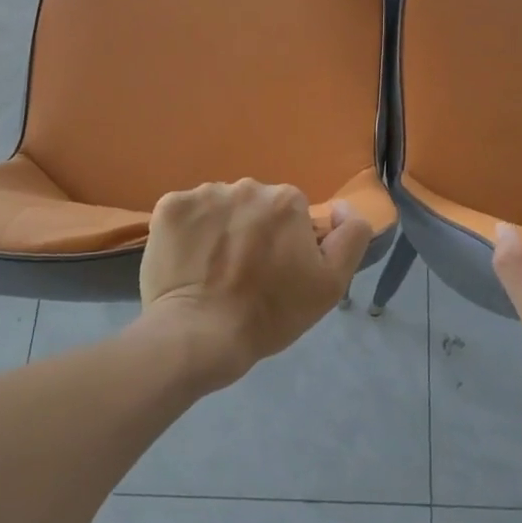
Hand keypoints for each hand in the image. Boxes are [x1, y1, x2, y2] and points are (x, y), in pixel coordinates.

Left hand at [137, 179, 374, 389]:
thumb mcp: (331, 284)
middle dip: (251, 230)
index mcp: (287, 200)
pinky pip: (186, 212)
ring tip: (211, 270)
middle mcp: (248, 186)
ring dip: (219, 229)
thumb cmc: (270, 313)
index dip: (284, 242)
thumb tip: (340, 206)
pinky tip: (187, 261)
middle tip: (242, 273)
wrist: (200, 336)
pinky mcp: (170, 206)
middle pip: (254, 205)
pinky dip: (187, 232)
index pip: (290, 214)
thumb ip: (350, 236)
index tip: (274, 271)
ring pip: (220, 207)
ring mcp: (205, 194)